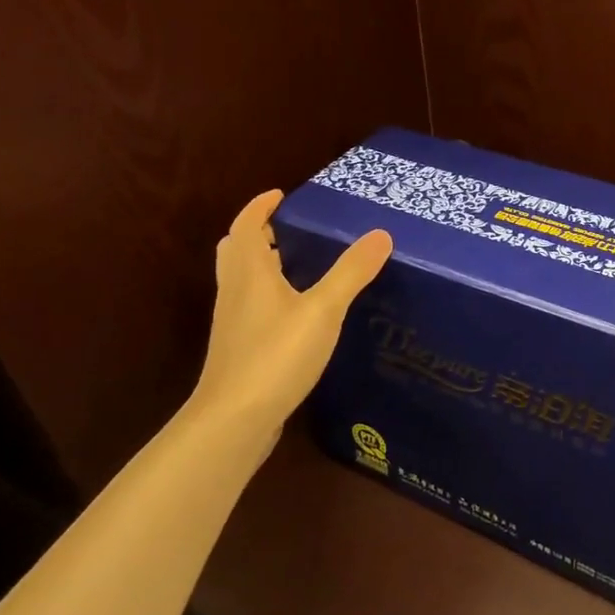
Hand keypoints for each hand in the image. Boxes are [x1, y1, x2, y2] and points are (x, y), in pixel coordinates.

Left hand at [183, 189, 391, 462]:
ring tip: (298, 261)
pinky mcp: (240, 347)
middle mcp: (235, 291)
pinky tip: (297, 310)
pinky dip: (269, 293)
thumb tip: (381, 234)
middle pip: (237, 250)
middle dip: (259, 232)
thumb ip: (351, 272)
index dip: (261, 206)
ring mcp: (234, 322)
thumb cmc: (275, 355)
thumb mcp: (322, 310)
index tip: (281, 194)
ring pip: (243, 279)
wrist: (234, 419)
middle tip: (290, 227)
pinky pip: (251, 305)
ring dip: (263, 263)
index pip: (247, 226)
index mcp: (249, 272)